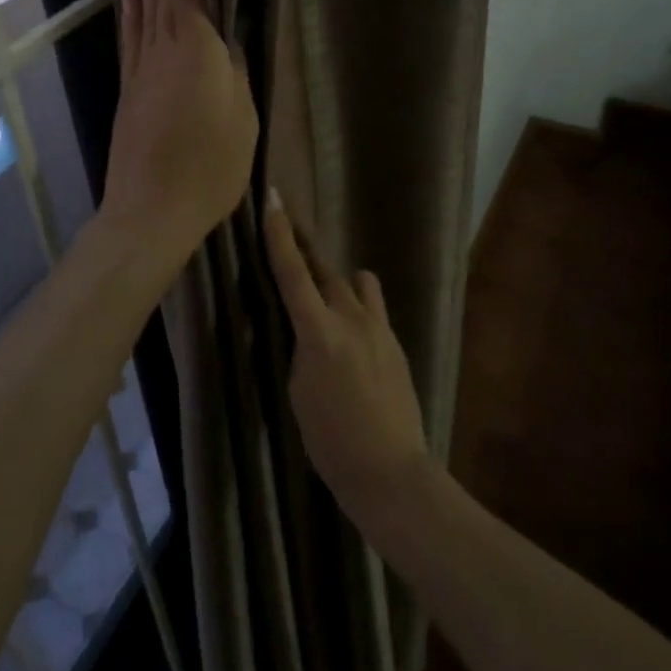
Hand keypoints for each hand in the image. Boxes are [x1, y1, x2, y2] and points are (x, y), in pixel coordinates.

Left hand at [100, 0, 257, 263]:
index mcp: (197, 52)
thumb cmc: (210, 168)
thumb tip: (230, 41)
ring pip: (147, 11)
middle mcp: (164, 51)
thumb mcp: (243, 120)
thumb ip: (236, 74)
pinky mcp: (130, 91)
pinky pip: (131, 41)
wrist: (150, 211)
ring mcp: (142, 70)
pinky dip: (132, 15)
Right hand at [262, 194, 431, 523]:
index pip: (293, 273)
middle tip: (290, 230)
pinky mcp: (396, 342)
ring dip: (339, 281)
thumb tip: (303, 329)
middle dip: (306, 249)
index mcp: (320, 333)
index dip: (279, 237)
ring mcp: (380, 328)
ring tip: (327, 296)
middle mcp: (352, 319)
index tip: (273, 201)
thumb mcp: (298, 392)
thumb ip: (300, 349)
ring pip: (358, 283)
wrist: (390, 470)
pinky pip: (373, 310)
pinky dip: (358, 309)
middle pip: (326, 270)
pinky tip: (352, 336)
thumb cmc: (331, 440)